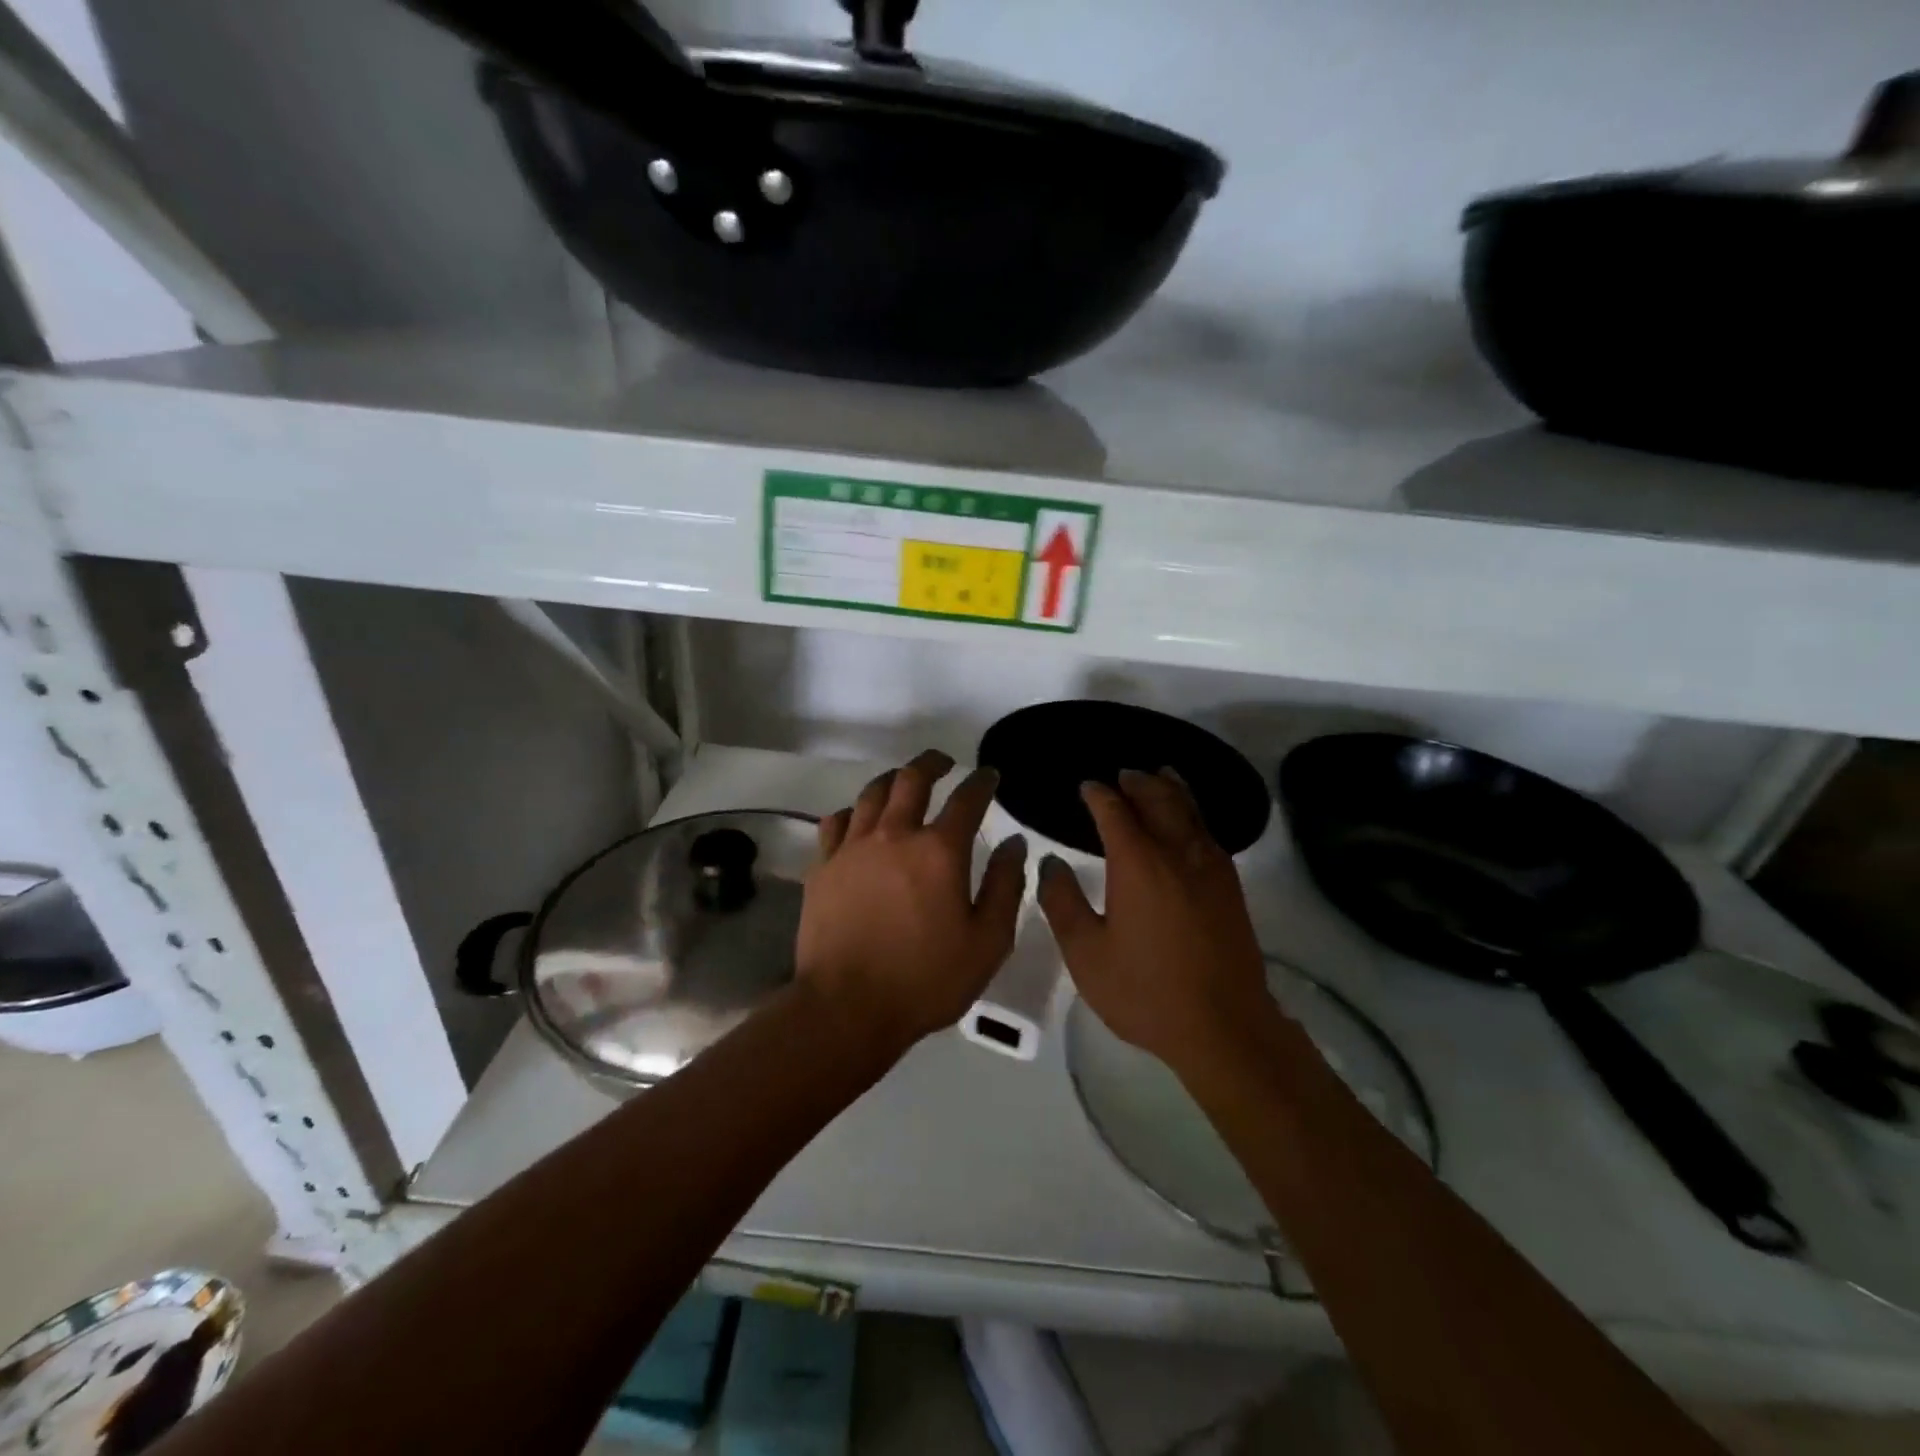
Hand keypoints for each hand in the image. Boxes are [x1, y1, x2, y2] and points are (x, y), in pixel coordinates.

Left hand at [798, 750, 1027, 1048]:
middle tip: (945, 762)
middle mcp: (895, 835)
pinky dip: (853, 812)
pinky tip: (859, 820)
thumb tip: (1014, 842)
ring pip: (872, 793)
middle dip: (933, 763)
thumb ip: (1006, 886)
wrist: (846, 1007)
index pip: (967, 799)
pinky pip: (836, 821)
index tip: (990, 776)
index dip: (982, 782)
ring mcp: (852, 847)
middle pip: (912, 779)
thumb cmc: (926, 979)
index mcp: (939, 851)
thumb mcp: (987, 942)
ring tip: (904, 781)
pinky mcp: (823, 866)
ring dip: (893, 779)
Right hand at [1038, 769, 1272, 1072]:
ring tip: (1159, 775)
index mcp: (1138, 864)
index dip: (1098, 795)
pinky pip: (1209, 831)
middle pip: (1158, 800)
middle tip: (1122, 774)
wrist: (1224, 1026)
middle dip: (1138, 783)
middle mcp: (1177, 853)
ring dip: (1171, 789)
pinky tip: (1189, 820)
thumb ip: (1063, 902)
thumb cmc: (1145, 991)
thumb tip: (1051, 863)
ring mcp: (1209, 867)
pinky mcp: (1230, 886)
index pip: (1115, 812)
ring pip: (1190, 811)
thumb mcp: (1086, 953)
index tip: (1086, 786)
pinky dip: (1194, 812)